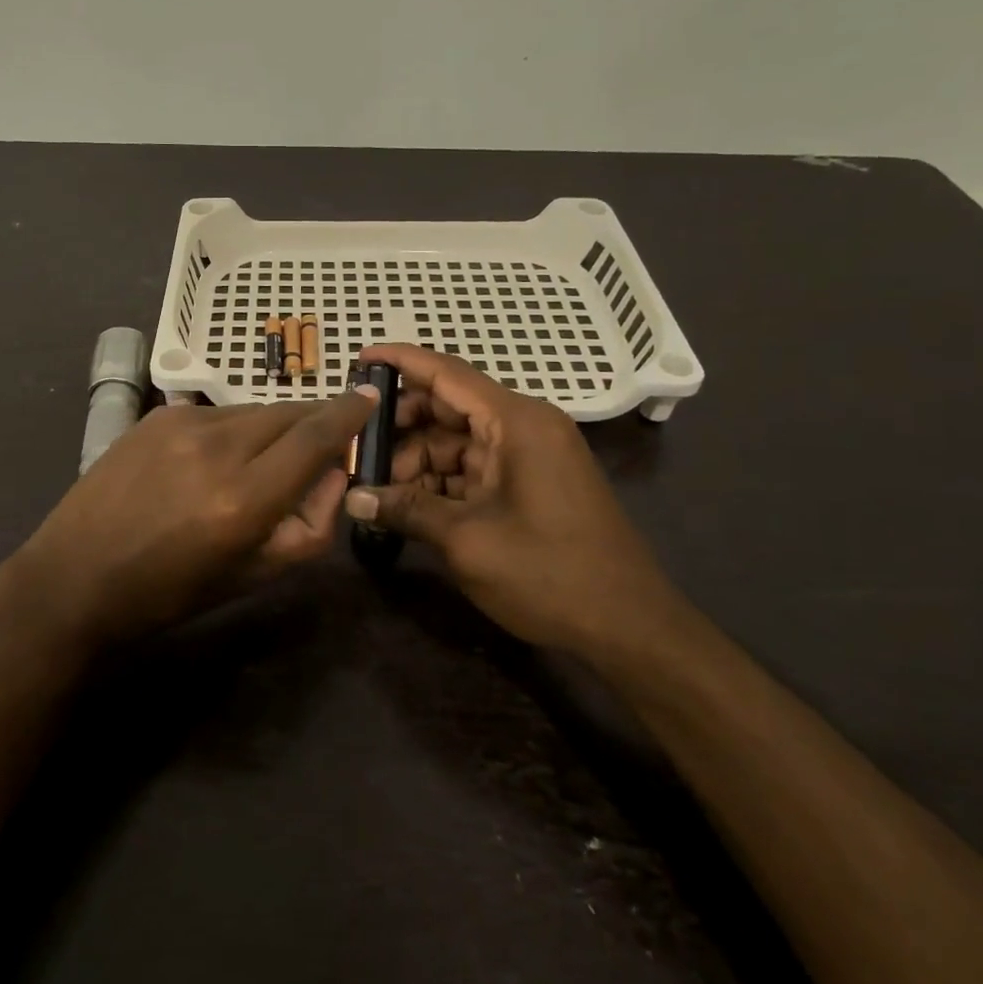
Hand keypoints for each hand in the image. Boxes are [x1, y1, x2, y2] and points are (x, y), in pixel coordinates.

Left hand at [12, 388, 380, 646]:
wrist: (75, 575)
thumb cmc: (169, 591)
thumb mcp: (253, 575)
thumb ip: (309, 525)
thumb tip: (333, 473)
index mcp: (243, 498)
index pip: (315, 437)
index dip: (349, 414)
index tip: (370, 398)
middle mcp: (217, 447)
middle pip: (289, 413)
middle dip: (316, 421)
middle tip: (323, 441)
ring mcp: (182, 423)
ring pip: (254, 411)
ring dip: (273, 429)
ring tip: (259, 463)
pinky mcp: (157, 415)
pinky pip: (217, 413)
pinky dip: (233, 430)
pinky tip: (213, 461)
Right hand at [343, 344, 676, 652]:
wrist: (629, 627)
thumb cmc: (549, 573)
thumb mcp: (467, 541)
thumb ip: (406, 510)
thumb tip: (353, 499)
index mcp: (516, 421)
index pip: (447, 373)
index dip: (401, 361)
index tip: (360, 356)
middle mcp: (524, 426)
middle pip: (449, 406)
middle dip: (401, 424)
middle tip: (356, 445)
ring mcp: (529, 455)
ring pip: (457, 441)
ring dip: (416, 459)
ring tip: (372, 483)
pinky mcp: (530, 483)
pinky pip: (474, 467)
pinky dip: (440, 480)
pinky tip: (404, 501)